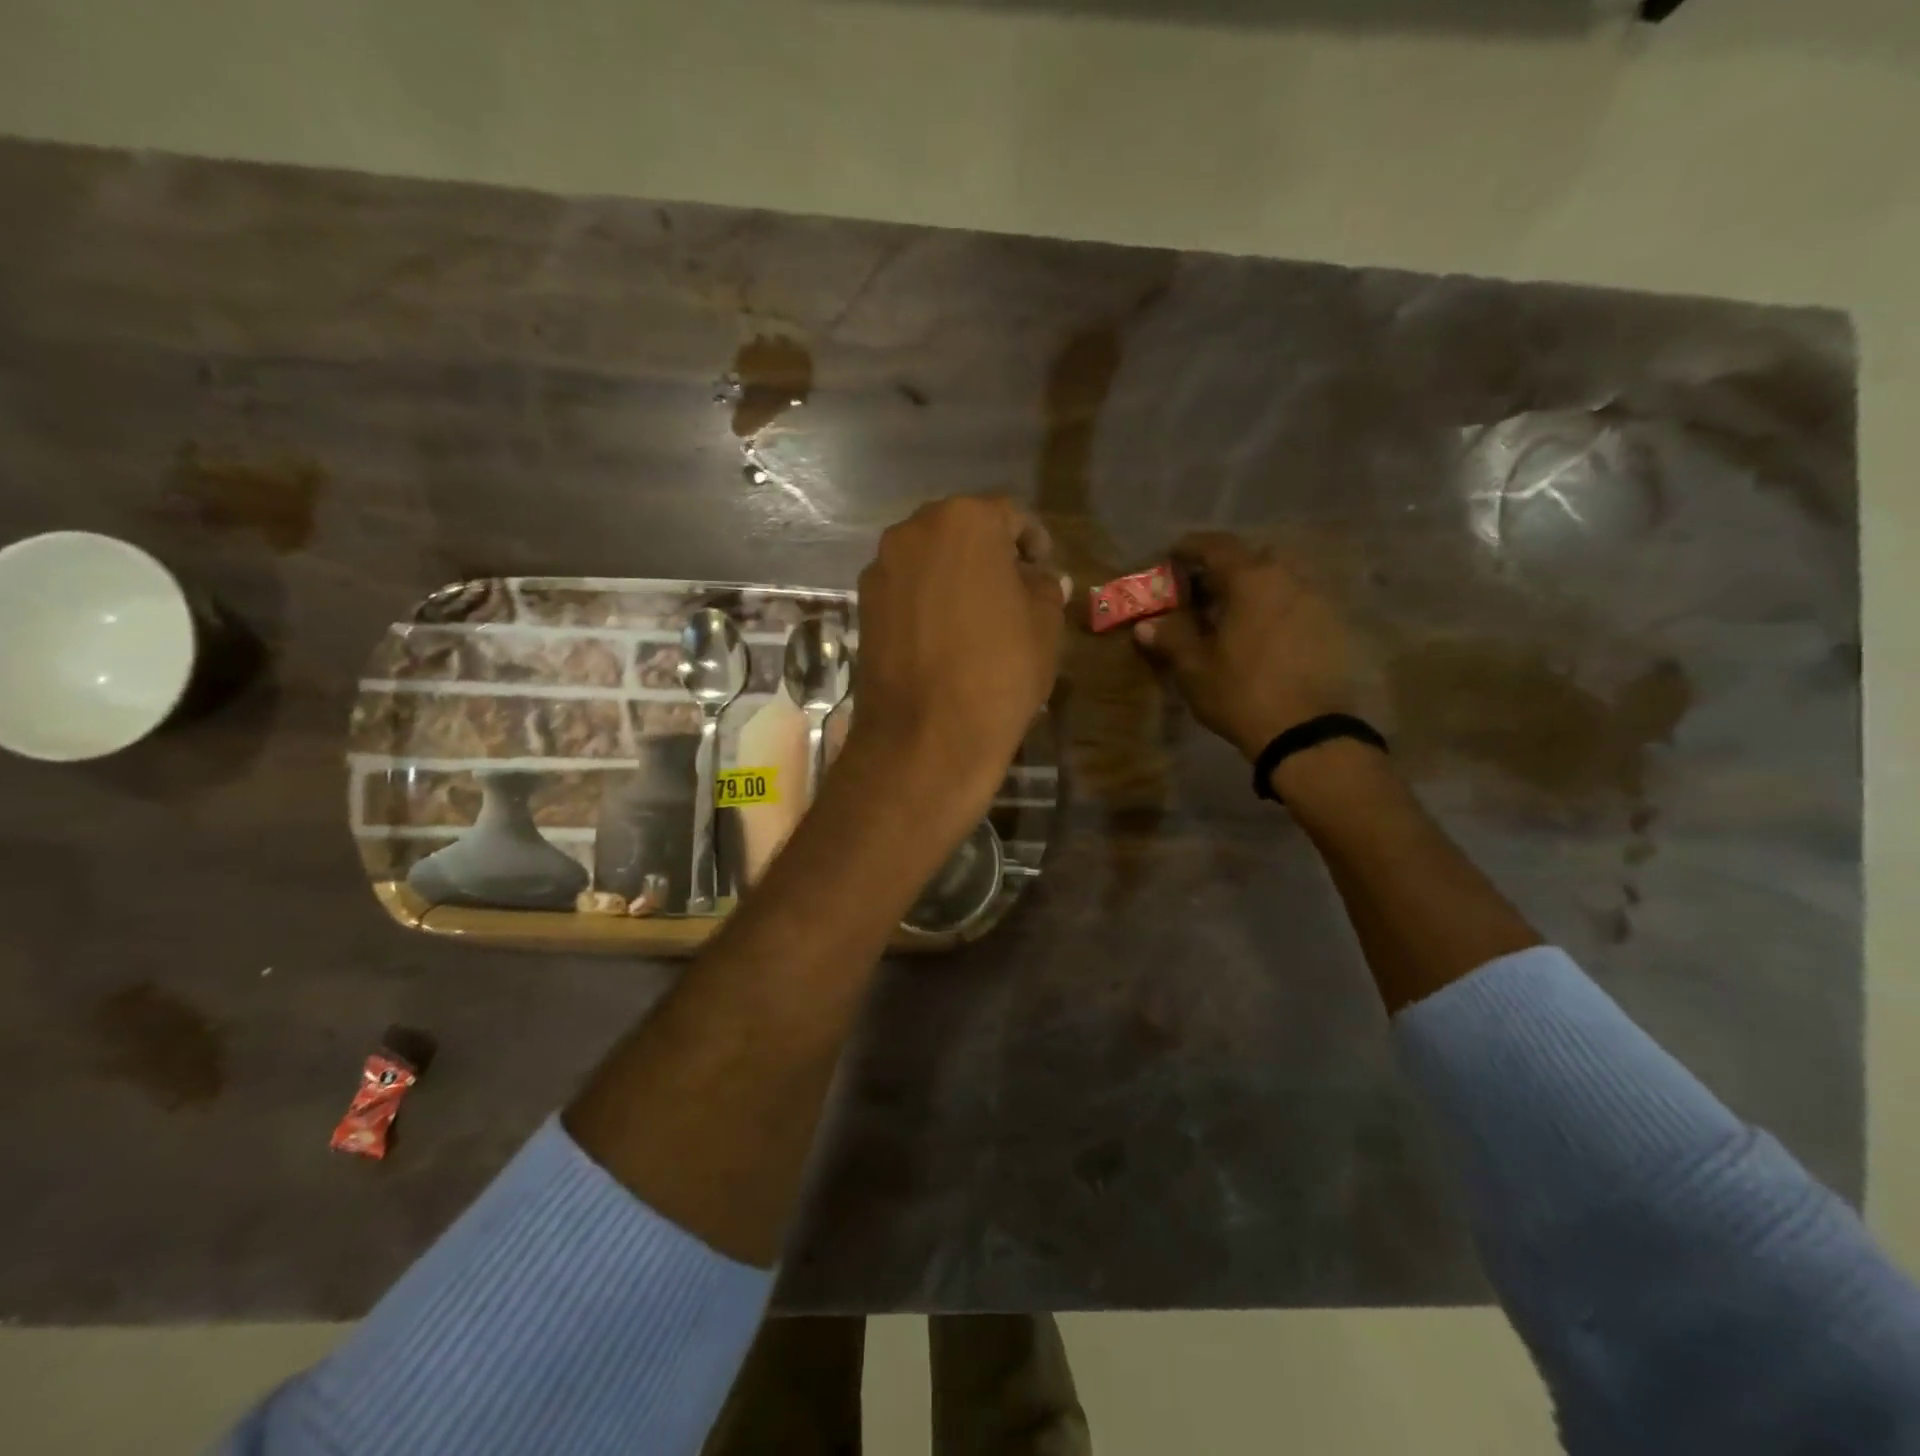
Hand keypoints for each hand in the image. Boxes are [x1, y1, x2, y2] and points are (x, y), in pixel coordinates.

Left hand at [844, 495, 1066, 818]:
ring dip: (955, 574)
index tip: (1043, 568)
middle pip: (962, 530)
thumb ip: (1045, 588)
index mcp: (966, 520)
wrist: (925, 738)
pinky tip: (944, 633)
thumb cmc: (999, 672)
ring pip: (929, 558)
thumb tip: (1041, 579)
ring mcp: (881, 568)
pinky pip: (905, 588)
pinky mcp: (863, 605)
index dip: (1033, 542)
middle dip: (989, 553)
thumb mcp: (1045, 626)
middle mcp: (914, 530)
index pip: (1010, 516)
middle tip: (1012, 588)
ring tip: (977, 613)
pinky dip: (927, 599)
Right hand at [1133, 532, 1354, 760]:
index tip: (1172, 556)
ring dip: (1250, 594)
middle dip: (1223, 572)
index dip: (1191, 548)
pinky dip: (1272, 613)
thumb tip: (1147, 625)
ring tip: (1229, 620)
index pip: (1217, 546)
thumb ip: (1171, 638)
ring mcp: (1316, 602)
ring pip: (1276, 584)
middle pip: (1251, 561)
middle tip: (1200, 595)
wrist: (1306, 732)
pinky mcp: (1333, 628)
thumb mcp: (1195, 668)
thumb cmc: (1241, 692)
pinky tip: (1259, 640)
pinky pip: (1294, 607)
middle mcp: (1288, 579)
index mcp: (1252, 580)